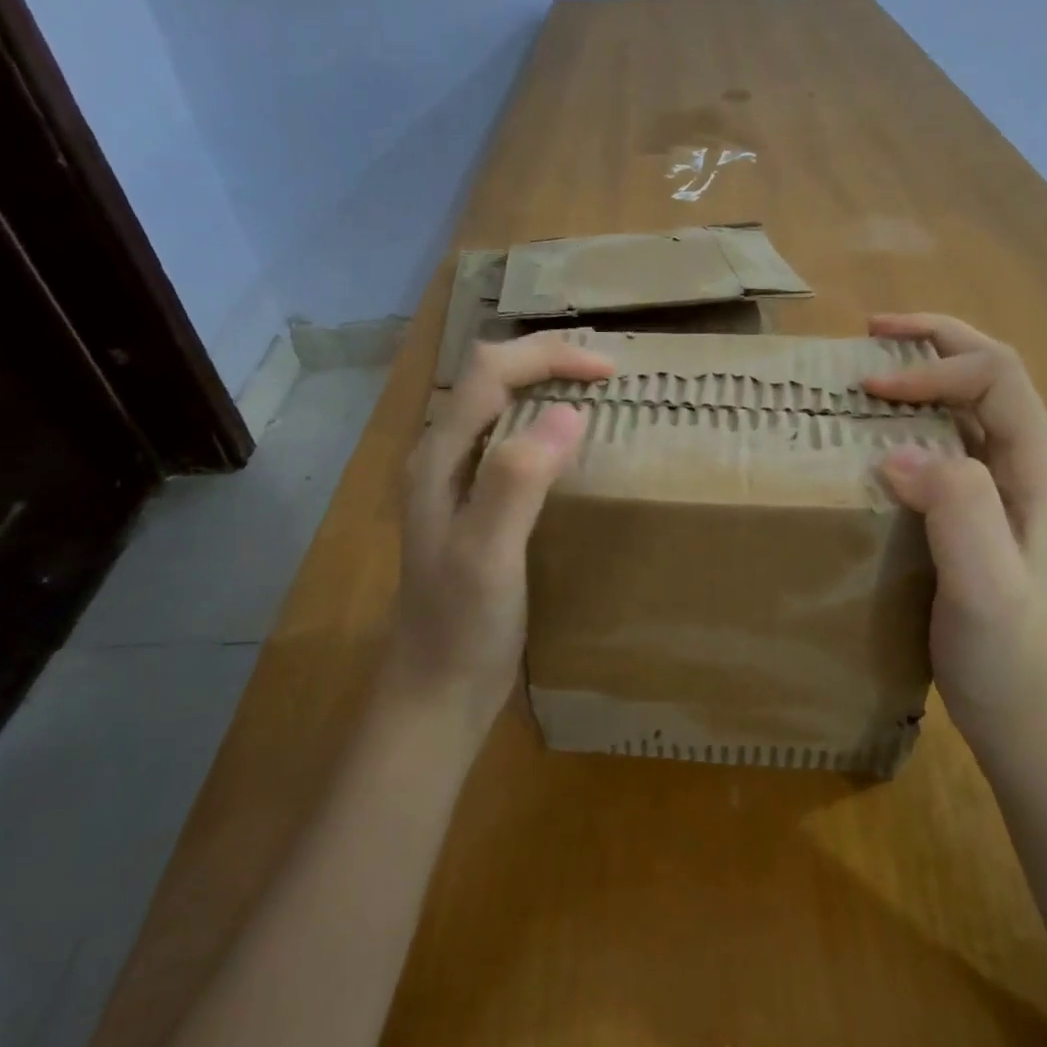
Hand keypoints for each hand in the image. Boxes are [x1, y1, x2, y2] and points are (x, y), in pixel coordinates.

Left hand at [388, 333, 613, 737]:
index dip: (549, 356)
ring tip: (593, 395)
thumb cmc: (460, 626)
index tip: (609, 372)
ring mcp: (455, 482)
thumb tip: (570, 412)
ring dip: (543, 386)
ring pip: (498, 406)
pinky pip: (508, 441)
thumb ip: (517, 479)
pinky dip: (543, 425)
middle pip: (489, 378)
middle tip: (604, 374)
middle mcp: (441, 457)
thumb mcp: (489, 553)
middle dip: (545, 361)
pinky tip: (569, 448)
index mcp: (439, 457)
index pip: (490, 372)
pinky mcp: (474, 506)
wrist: (437, 690)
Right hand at [862, 313, 1046, 728]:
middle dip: (933, 343)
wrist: (1027, 717)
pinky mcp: (977, 514)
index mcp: (1037, 469)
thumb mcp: (984, 585)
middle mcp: (1026, 467)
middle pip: (989, 374)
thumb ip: (956, 508)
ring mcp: (1004, 491)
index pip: (995, 377)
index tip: (870, 388)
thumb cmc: (1007, 655)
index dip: (932, 368)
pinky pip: (946, 444)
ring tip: (868, 372)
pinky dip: (911, 421)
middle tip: (870, 333)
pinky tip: (877, 436)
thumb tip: (897, 451)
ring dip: (922, 376)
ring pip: (967, 406)